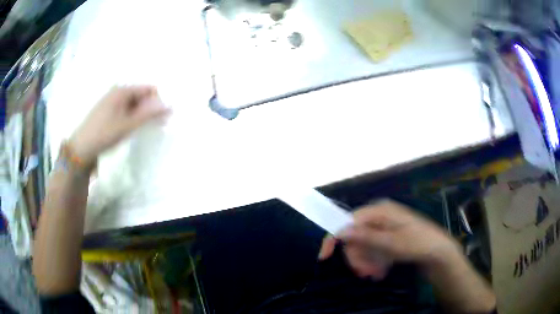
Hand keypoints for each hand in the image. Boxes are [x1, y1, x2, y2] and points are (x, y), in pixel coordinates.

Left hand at [70, 86, 170, 165]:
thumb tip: (170, 107)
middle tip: (156, 125)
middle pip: (141, 95)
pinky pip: (125, 108)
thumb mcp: (128, 125)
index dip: (158, 101)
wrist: (81, 147)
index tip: (162, 118)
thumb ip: (149, 115)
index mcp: (122, 90)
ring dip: (141, 113)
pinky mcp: (107, 109)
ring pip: (133, 103)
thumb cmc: (105, 134)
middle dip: (150, 108)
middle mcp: (117, 91)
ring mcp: (111, 100)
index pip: (148, 89)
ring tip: (144, 128)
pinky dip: (132, 116)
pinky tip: (131, 127)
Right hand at [319, 200, 460, 279]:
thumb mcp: (392, 243)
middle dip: (358, 257)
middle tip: (365, 273)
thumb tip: (340, 232)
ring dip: (366, 262)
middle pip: (355, 236)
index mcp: (379, 211)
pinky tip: (381, 270)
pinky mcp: (387, 236)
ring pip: (363, 246)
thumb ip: (366, 237)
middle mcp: (379, 216)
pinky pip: (372, 249)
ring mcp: (383, 226)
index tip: (324, 257)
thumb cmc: (417, 243)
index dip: (334, 238)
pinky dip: (373, 261)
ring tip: (376, 273)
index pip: (348, 221)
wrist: (437, 251)